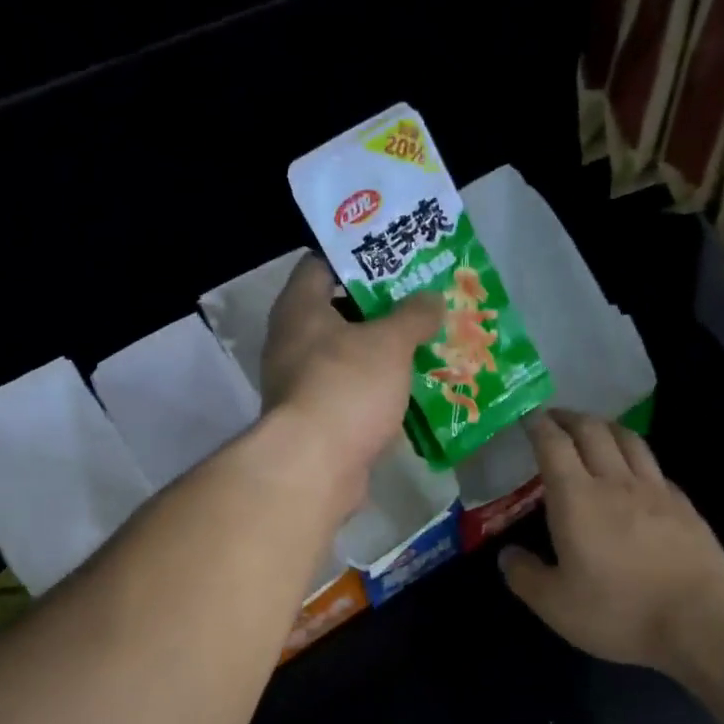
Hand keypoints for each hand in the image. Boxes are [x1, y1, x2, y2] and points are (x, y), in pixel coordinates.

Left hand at [261, 255, 441, 509]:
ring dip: (381, 353)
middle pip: (337, 312)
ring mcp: (300, 384)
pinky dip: (377, 390)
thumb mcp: (390, 342)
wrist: (315, 467)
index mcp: (299, 308)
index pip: (321, 263)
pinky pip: (351, 393)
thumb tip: (432, 299)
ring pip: (347, 356)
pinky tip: (411, 390)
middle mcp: (291, 341)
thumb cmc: (347, 386)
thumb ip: (413, 315)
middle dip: (380, 309)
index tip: (395, 258)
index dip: (358, 256)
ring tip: (424, 344)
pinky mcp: (316, 421)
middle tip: (421, 303)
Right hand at [498, 411, 723, 686]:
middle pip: (592, 430)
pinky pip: (654, 467)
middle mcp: (615, 482)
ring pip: (628, 439)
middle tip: (554, 418)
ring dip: (605, 427)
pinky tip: (635, 472)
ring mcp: (655, 490)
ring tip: (593, 430)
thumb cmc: (619, 610)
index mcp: (577, 498)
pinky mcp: (683, 505)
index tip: (527, 417)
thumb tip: (507, 555)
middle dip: (569, 417)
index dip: (538, 425)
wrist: (700, 620)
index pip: (553, 445)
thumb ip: (525, 576)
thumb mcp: (555, 605)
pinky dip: (635, 457)